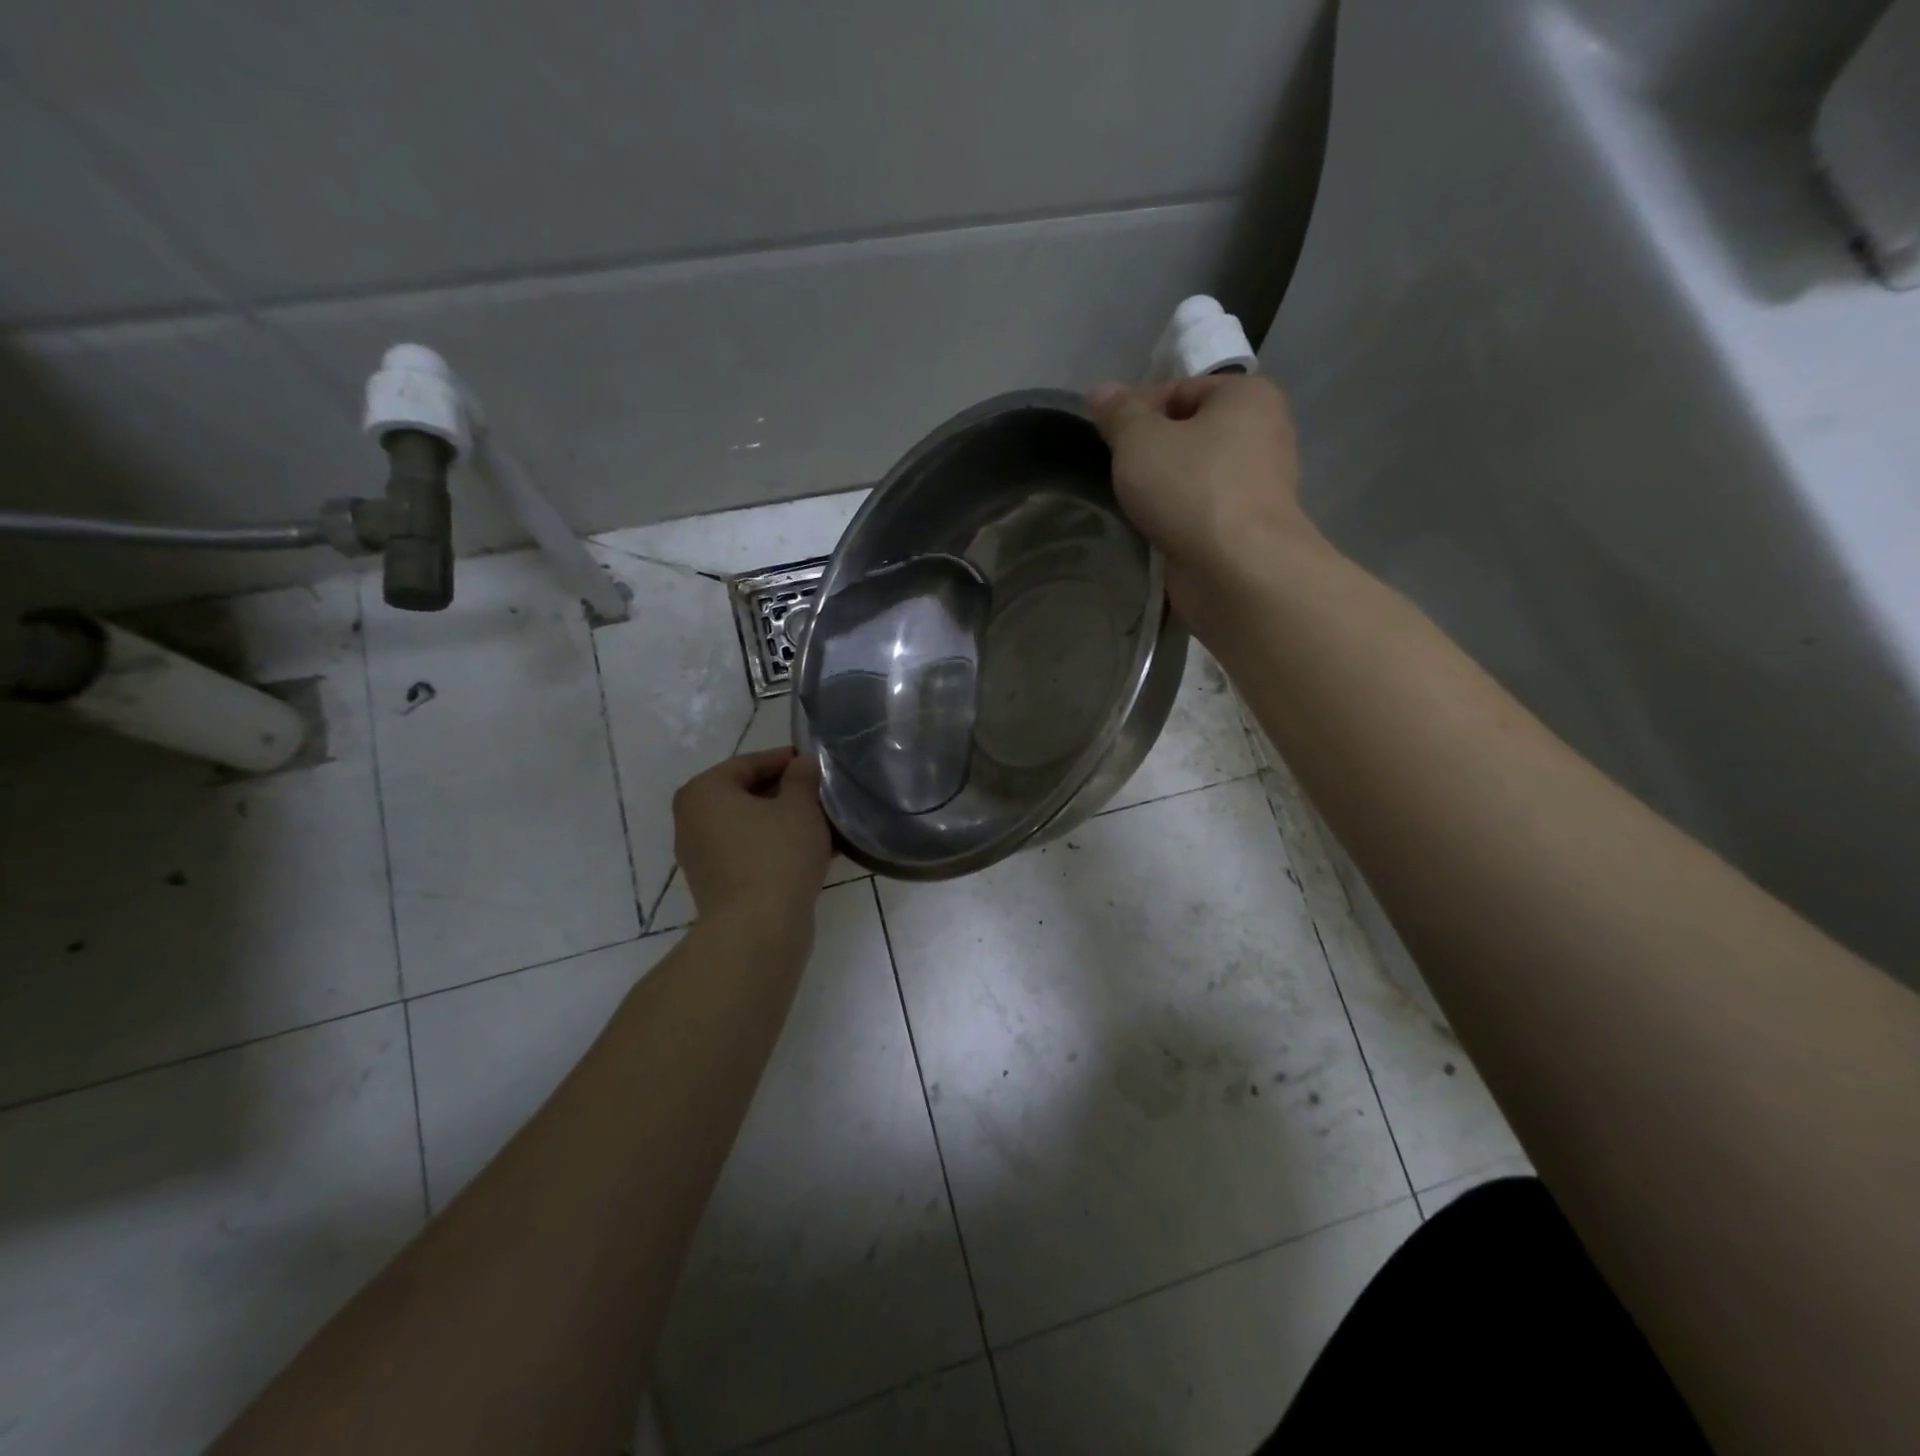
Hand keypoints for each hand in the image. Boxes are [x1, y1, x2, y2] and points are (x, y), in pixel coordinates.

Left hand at [672, 749, 830, 925]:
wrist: (758, 930)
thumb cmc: (777, 855)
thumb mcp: (800, 806)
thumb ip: (802, 778)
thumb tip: (802, 763)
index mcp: (704, 792)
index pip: (750, 763)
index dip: (787, 761)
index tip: (817, 765)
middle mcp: (692, 820)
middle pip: (747, 795)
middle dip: (788, 794)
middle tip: (824, 795)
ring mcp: (702, 856)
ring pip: (751, 826)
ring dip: (786, 823)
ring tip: (826, 825)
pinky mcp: (717, 885)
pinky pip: (750, 853)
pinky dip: (778, 848)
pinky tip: (816, 853)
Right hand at [1087, 375, 1317, 618]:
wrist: (1237, 569)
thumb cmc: (1191, 488)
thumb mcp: (1140, 440)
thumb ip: (1119, 413)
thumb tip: (1100, 391)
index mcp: (1247, 396)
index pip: (1179, 389)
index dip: (1137, 410)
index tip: (1106, 439)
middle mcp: (1264, 433)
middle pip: (1189, 433)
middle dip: (1150, 451)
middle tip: (1117, 473)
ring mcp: (1261, 485)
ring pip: (1196, 475)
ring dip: (1163, 488)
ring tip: (1132, 505)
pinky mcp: (1249, 528)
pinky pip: (1204, 511)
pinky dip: (1179, 518)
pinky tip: (1155, 530)